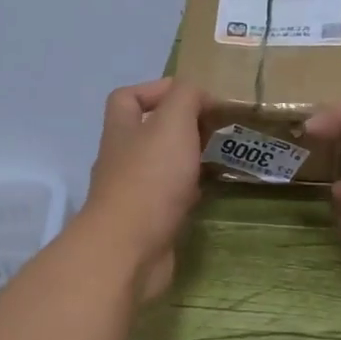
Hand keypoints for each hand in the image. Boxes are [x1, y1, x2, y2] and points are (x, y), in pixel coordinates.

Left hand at [82, 78, 205, 301]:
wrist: (129, 250)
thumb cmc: (150, 179)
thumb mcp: (172, 124)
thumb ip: (186, 98)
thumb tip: (198, 94)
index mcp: (122, 130)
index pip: (127, 97)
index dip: (156, 89)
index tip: (194, 96)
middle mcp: (121, 158)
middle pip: (146, 132)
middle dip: (180, 127)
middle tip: (215, 128)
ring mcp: (132, 193)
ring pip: (160, 166)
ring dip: (186, 160)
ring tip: (218, 156)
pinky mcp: (146, 222)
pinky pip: (168, 199)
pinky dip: (188, 192)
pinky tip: (208, 192)